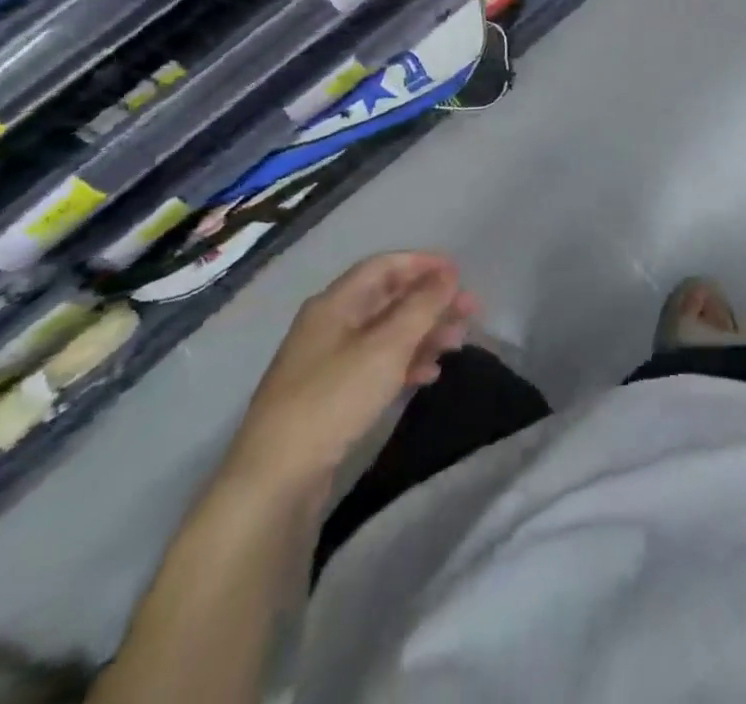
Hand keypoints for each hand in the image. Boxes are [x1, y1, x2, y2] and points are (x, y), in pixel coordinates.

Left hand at [225, 252, 476, 498]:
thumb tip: (448, 274)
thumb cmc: (334, 399)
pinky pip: (376, 364)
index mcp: (336, 303)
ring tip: (457, 344)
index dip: (423, 264)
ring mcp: (328, 361)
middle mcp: (330, 324)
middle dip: (430, 301)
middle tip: (470, 312)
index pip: (384, 266)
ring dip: (423, 333)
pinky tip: (428, 375)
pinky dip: (405, 362)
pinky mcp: (331, 396)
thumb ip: (422, 306)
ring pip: (386, 333)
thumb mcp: (387, 347)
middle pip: (388, 299)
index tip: (460, 274)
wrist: (275, 480)